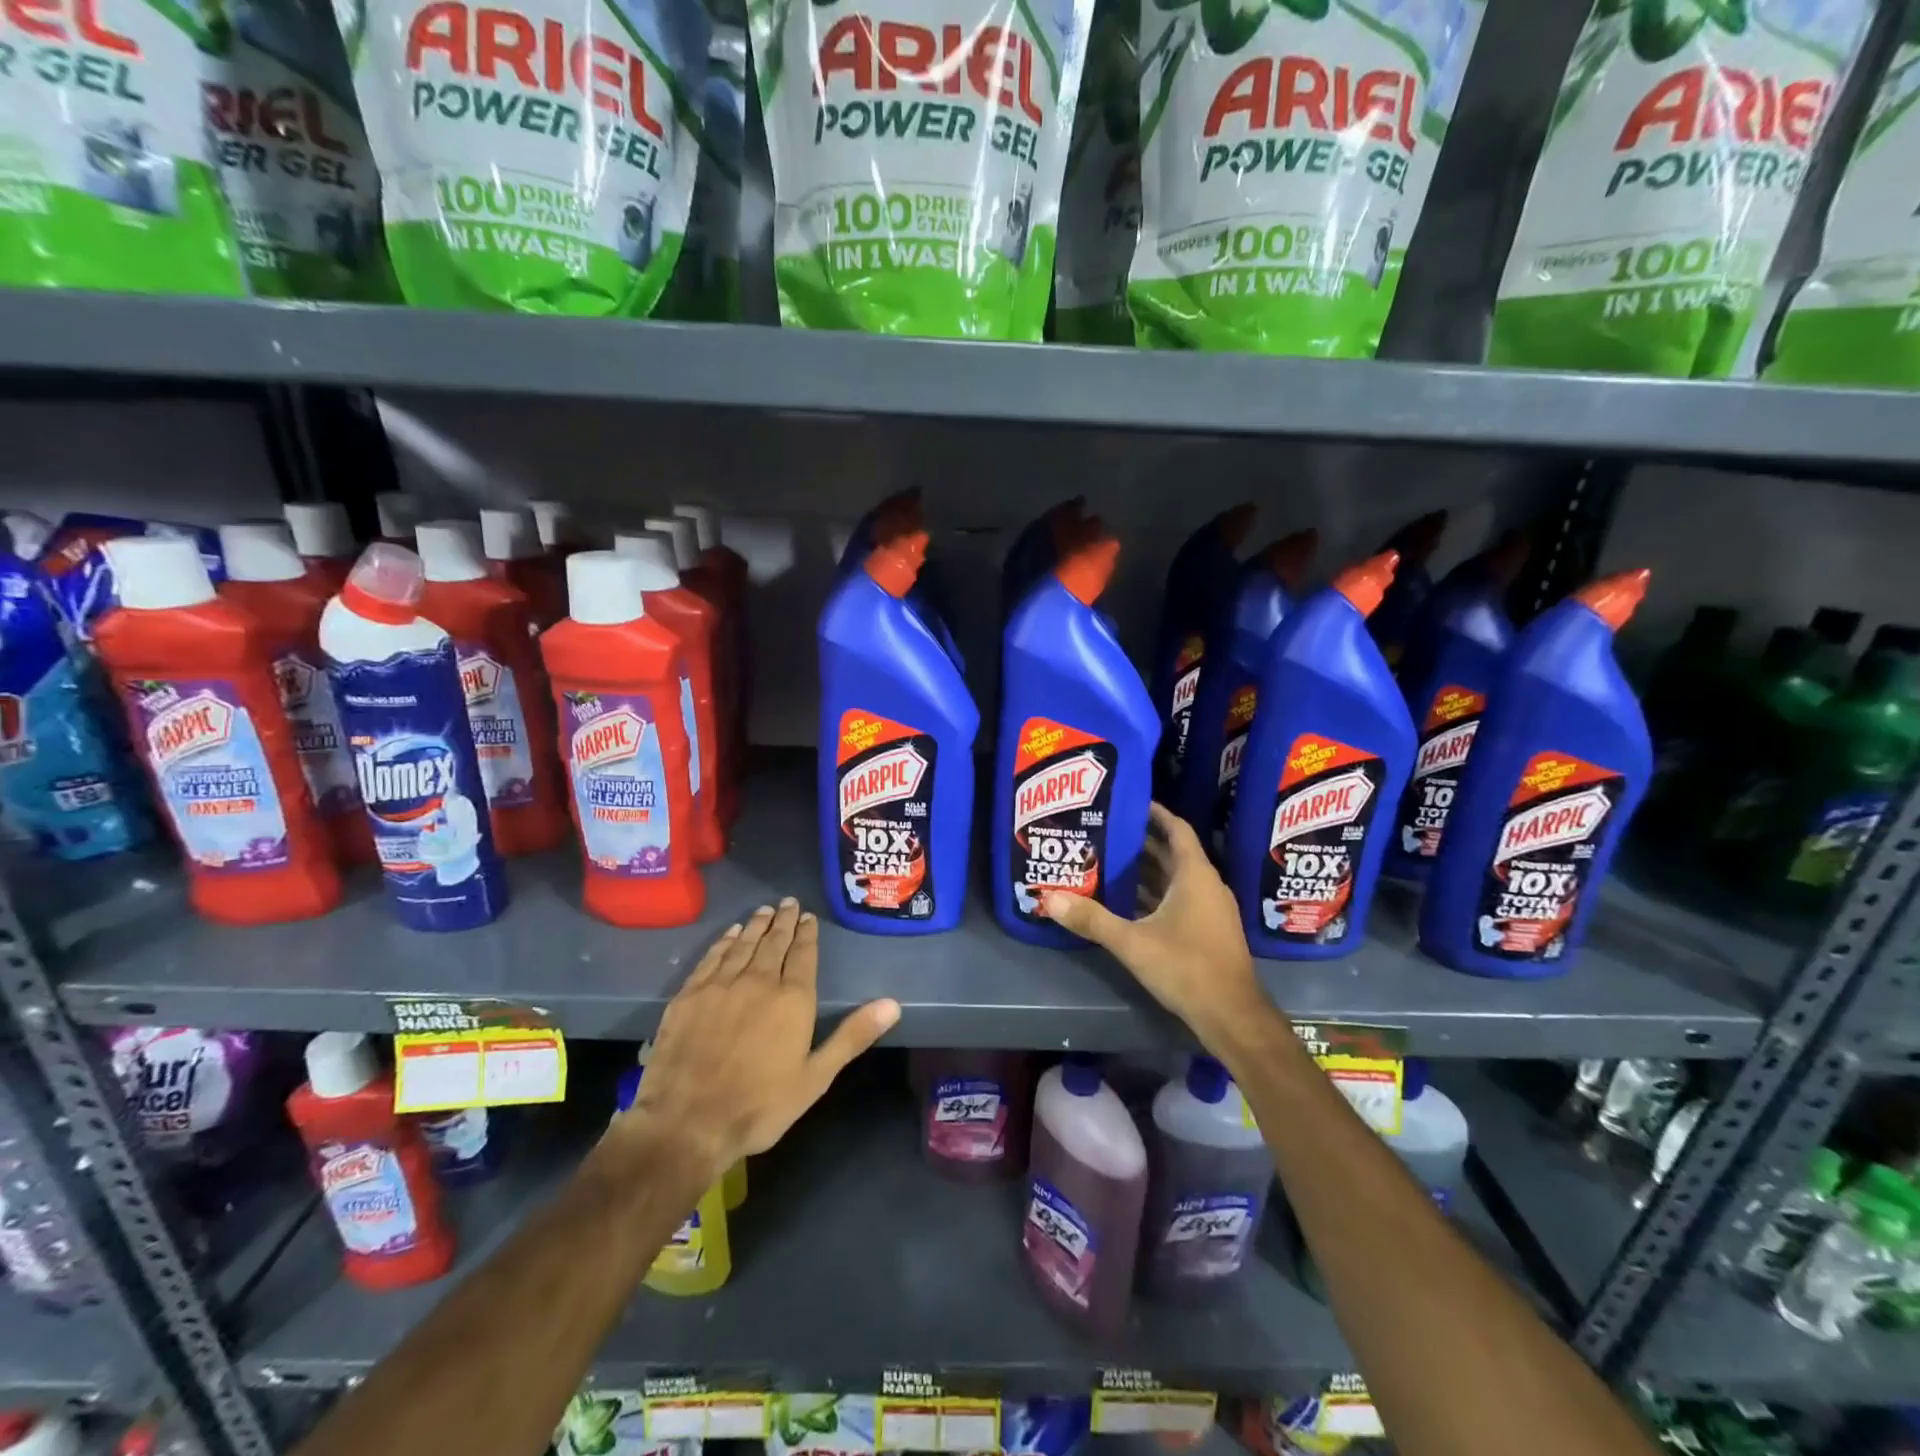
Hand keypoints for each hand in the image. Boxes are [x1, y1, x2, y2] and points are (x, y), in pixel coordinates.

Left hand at [621, 899, 899, 1178]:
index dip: (807, 933)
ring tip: (764, 910)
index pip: (803, 954)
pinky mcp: (690, 995)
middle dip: (783, 921)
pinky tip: (730, 934)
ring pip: (743, 944)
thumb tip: (892, 1004)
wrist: (687, 1122)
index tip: (808, 916)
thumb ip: (852, 1036)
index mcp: (792, 999)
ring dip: (756, 925)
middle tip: (788, 903)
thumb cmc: (760, 1105)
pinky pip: (711, 958)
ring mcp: (721, 986)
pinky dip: (724, 942)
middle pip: (773, 942)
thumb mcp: (816, 1077)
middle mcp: (758, 981)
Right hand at [1043, 804, 1272, 1048]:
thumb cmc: (1186, 967)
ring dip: (1148, 871)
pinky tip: (1129, 903)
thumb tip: (1050, 898)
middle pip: (1174, 854)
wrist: (1231, 1015)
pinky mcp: (1208, 931)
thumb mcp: (1133, 942)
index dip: (1156, 813)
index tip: (1130, 801)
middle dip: (1143, 842)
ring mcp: (1211, 910)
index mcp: (1195, 876)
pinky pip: (1180, 900)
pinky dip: (1156, 895)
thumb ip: (1092, 919)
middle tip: (1107, 832)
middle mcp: (1207, 886)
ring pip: (1177, 879)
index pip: (1178, 830)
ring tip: (1110, 862)